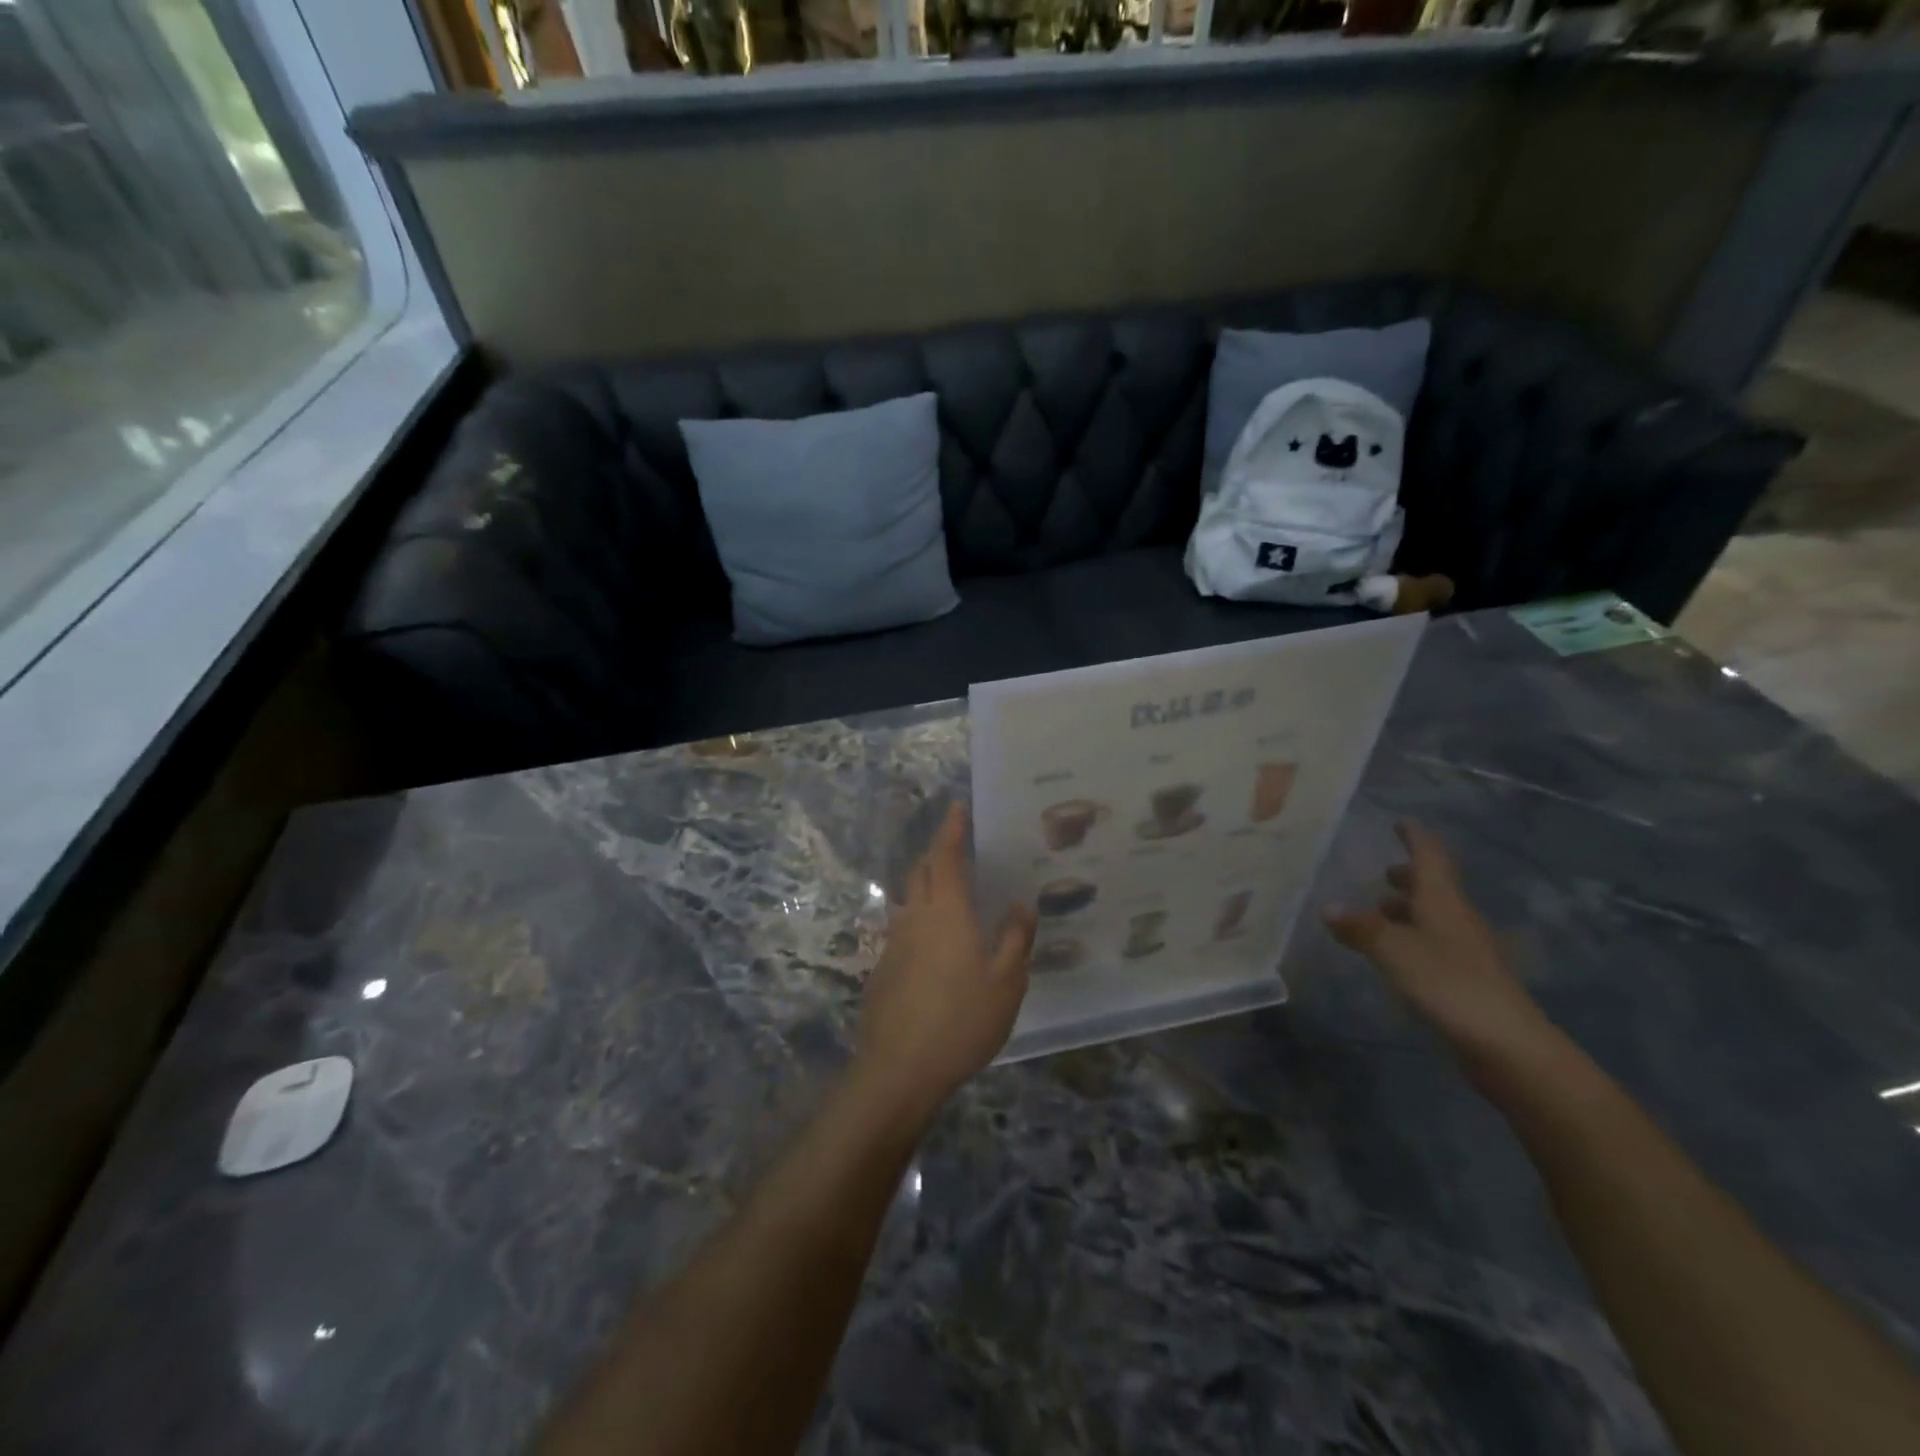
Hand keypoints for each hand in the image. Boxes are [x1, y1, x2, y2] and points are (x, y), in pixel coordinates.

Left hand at [854, 805, 1036, 1126]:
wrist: (899, 1068)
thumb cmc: (961, 1021)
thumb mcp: (1007, 982)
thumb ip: (1016, 938)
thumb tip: (1019, 904)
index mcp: (947, 912)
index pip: (945, 856)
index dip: (951, 829)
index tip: (957, 808)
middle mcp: (915, 917)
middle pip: (921, 870)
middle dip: (937, 851)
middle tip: (957, 845)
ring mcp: (894, 942)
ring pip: (909, 898)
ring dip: (926, 883)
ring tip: (949, 890)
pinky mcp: (883, 967)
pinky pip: (903, 927)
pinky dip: (919, 917)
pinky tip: (934, 942)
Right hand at [1324, 821, 1552, 1076]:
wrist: (1508, 1045)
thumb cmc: (1449, 984)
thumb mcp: (1394, 951)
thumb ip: (1360, 928)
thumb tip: (1327, 906)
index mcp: (1443, 902)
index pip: (1430, 857)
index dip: (1415, 837)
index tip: (1401, 822)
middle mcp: (1457, 919)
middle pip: (1434, 887)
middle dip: (1409, 876)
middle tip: (1382, 871)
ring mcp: (1465, 951)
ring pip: (1433, 917)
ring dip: (1408, 909)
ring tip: (1378, 911)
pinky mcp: (1464, 979)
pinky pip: (1433, 944)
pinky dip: (1410, 938)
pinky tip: (1393, 953)